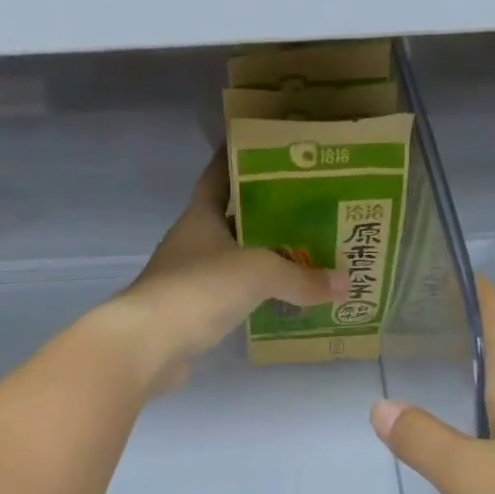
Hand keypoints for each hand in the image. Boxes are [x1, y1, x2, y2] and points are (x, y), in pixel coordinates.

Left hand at [99, 152, 338, 390]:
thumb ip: (302, 278)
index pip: (217, 177)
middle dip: (265, 213)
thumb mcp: (259, 274)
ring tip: (304, 253)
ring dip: (261, 257)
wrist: (148, 344)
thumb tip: (346, 283)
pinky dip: (253, 294)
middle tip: (307, 207)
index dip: (237, 160)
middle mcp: (192, 242)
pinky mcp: (191, 313)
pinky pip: (230, 295)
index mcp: (200, 216)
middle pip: (231, 219)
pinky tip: (280, 298)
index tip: (265, 150)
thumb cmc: (200, 288)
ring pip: (232, 259)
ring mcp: (188, 279)